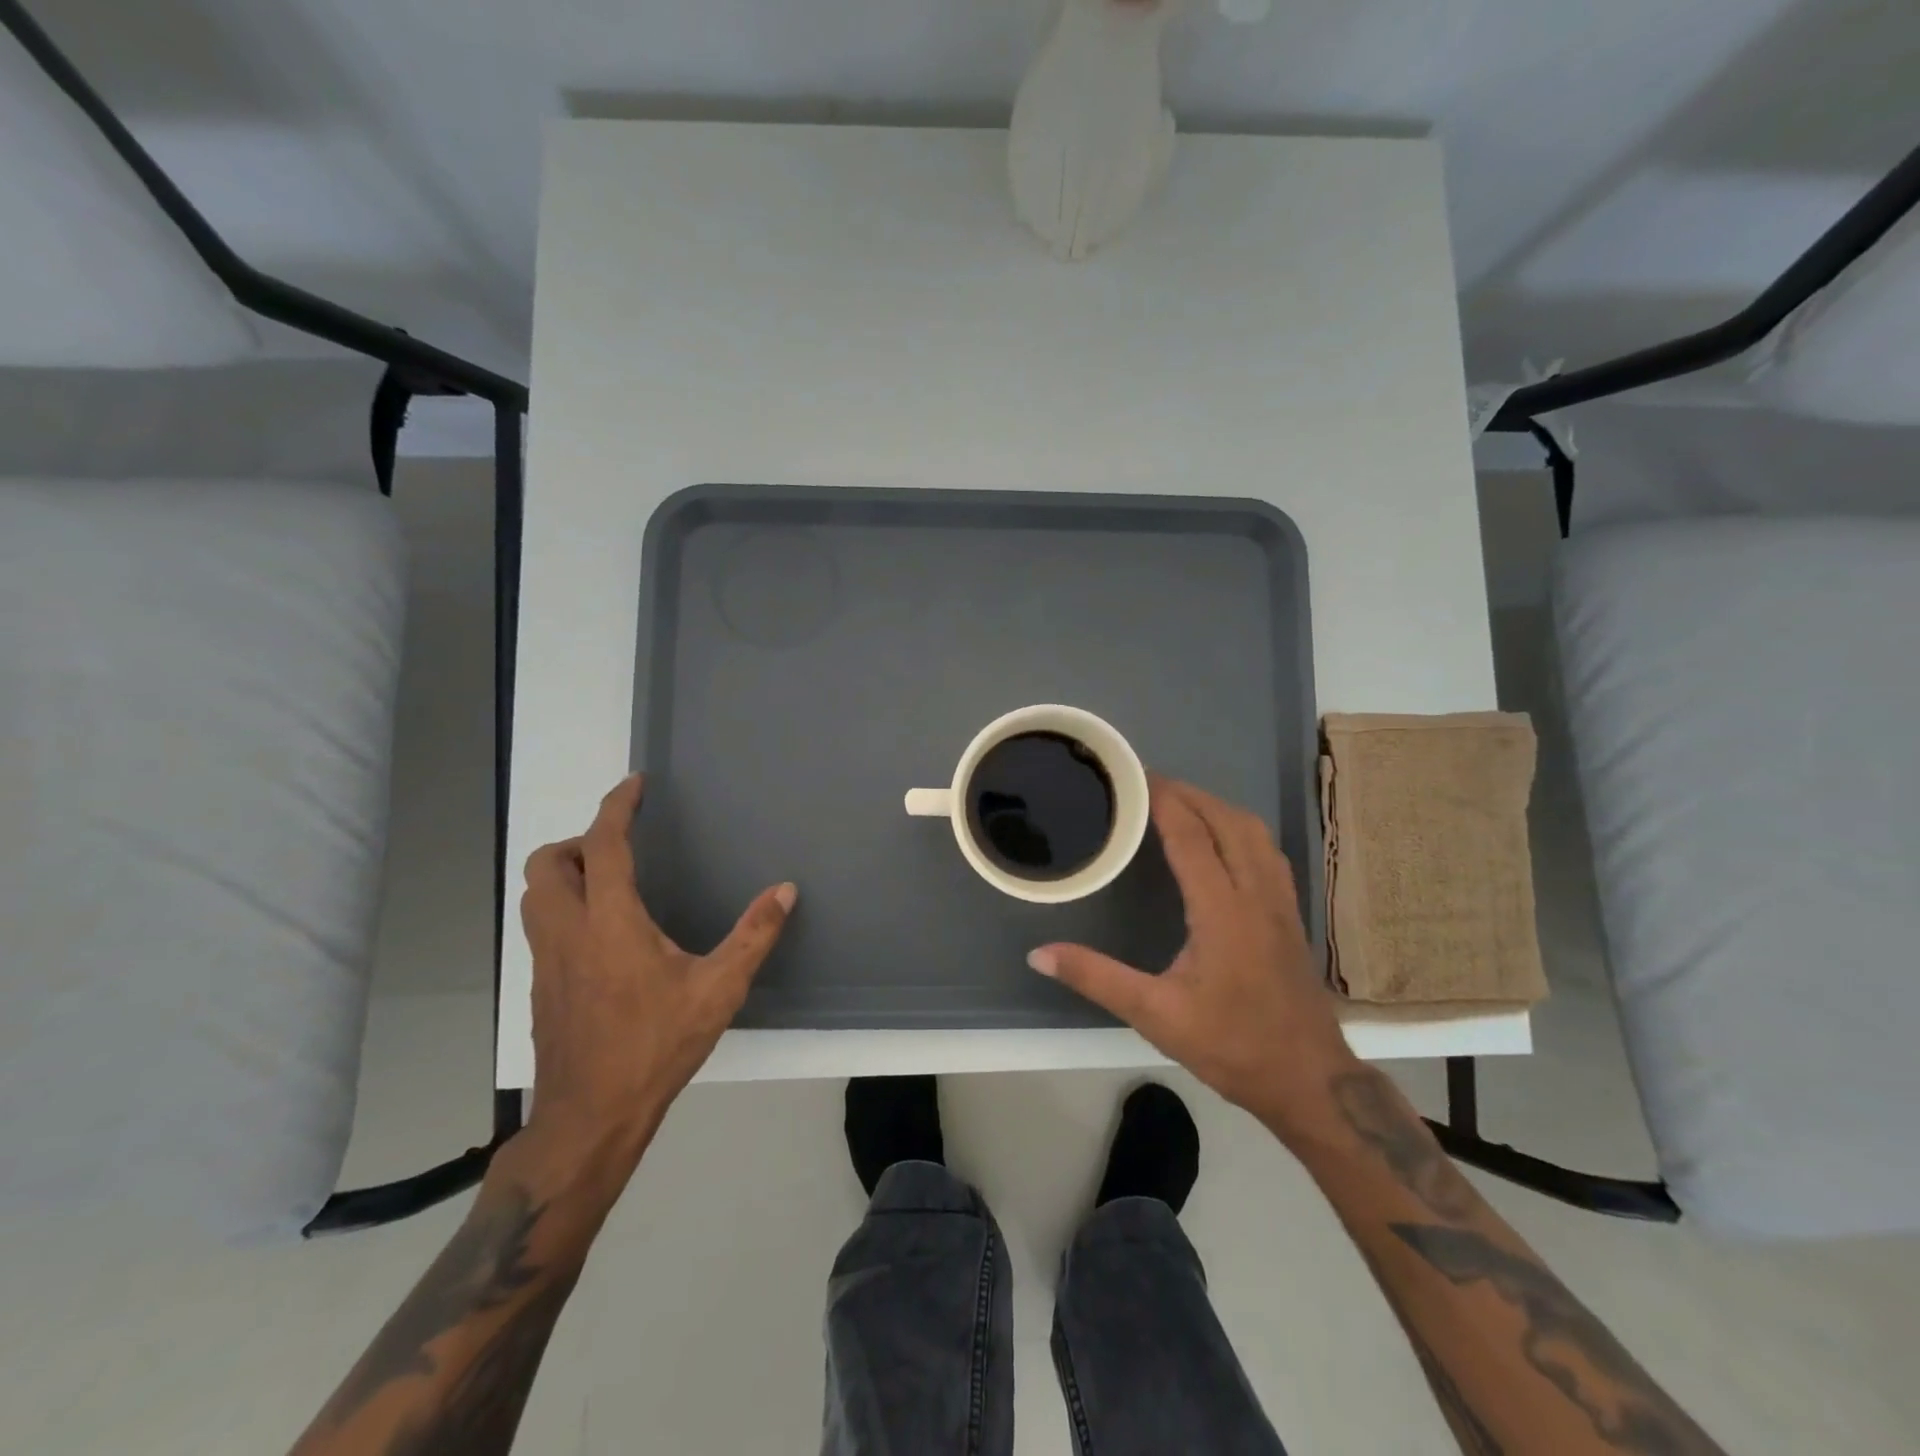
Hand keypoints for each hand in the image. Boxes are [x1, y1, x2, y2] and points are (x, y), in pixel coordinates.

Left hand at [517, 774, 794, 1191]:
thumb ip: (754, 935)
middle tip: (619, 847)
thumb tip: (786, 890)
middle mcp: (568, 932)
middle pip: (547, 863)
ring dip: (563, 873)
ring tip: (608, 882)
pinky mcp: (540, 986)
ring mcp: (546, 961)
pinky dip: (561, 907)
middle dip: (579, 842)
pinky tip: (601, 934)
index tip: (634, 785)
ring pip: (534, 894)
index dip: (616, 807)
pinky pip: (540, 926)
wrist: (590, 1118)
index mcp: (610, 923)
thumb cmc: (656, 1047)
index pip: (603, 846)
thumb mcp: (719, 990)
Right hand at [1029, 775, 1352, 1136]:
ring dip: (1217, 807)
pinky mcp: (1290, 914)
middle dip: (1189, 794)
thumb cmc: (1231, 1045)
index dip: (1163, 801)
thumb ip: (1096, 978)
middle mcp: (1256, 894)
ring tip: (1181, 802)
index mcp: (1222, 911)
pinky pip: (1267, 851)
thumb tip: (1039, 954)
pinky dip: (1240, 829)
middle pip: (1227, 821)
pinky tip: (1222, 840)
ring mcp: (1280, 902)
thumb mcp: (1155, 1015)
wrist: (1308, 1079)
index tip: (1135, 777)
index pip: (1191, 836)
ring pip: (1254, 832)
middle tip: (1148, 783)